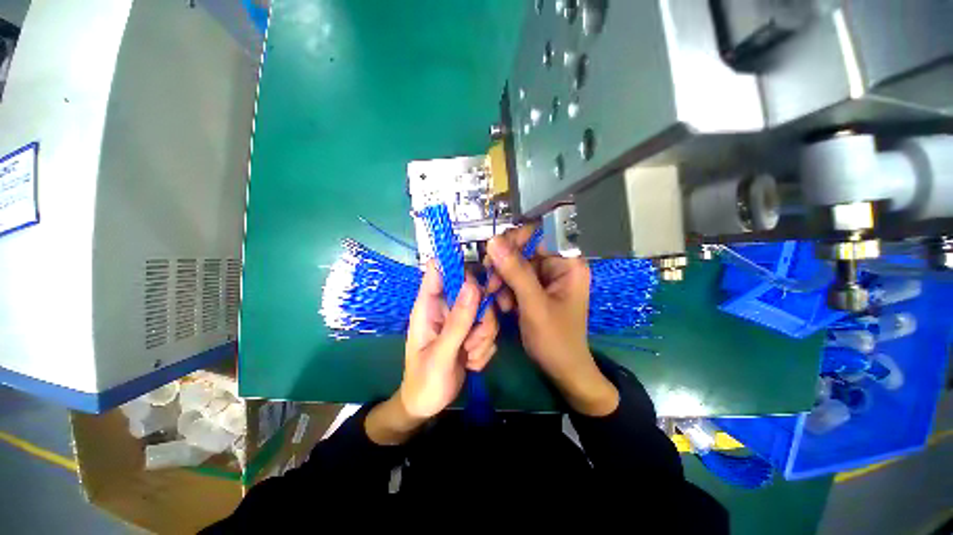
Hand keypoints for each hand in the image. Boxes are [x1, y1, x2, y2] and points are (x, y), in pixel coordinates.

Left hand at [365, 261, 497, 444]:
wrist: (428, 406)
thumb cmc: (424, 381)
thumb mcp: (441, 353)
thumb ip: (458, 321)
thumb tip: (472, 285)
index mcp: (429, 305)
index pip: (440, 270)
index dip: (459, 265)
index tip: (479, 280)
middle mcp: (447, 307)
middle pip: (475, 291)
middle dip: (481, 318)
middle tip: (472, 340)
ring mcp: (461, 319)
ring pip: (487, 312)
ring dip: (482, 338)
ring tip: (467, 356)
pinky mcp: (472, 332)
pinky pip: (490, 330)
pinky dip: (484, 348)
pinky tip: (470, 362)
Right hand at [486, 227, 617, 415]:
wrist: (562, 371)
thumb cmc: (556, 340)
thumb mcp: (534, 305)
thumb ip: (515, 272)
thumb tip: (493, 241)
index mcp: (567, 263)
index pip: (538, 234)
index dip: (514, 240)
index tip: (493, 254)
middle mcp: (557, 265)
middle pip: (523, 249)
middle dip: (504, 266)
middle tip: (491, 283)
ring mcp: (545, 278)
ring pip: (514, 265)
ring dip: (502, 281)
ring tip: (500, 301)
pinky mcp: (535, 289)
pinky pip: (514, 279)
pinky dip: (505, 290)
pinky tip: (505, 306)